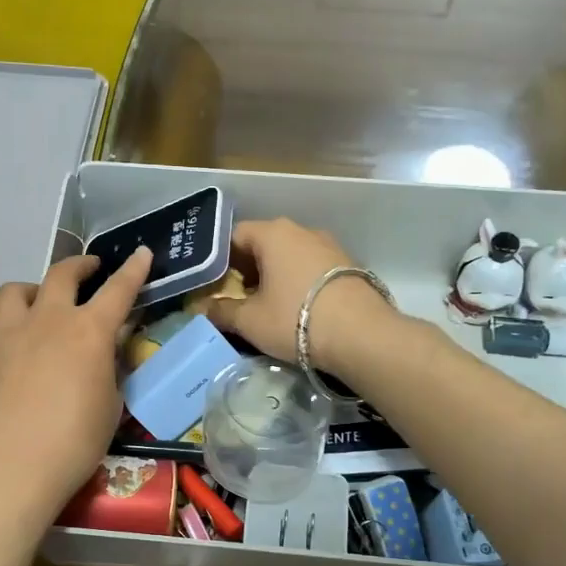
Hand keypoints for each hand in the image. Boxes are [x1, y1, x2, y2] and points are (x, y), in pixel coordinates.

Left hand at [0, 246, 152, 530]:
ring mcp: (11, 336)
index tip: (141, 253)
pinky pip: (3, 326)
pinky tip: (27, 355)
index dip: (133, 270)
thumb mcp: (110, 407)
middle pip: (62, 274)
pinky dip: (19, 327)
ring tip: (45, 304)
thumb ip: (109, 371)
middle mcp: (48, 322)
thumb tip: (105, 354)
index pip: (118, 290)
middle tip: (92, 270)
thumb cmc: (73, 444)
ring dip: (37, 288)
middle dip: (81, 266)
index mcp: (88, 332)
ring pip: (18, 290)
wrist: (8, 470)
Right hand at [207, 219, 398, 378]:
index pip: (235, 235)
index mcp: (274, 233)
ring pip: (291, 255)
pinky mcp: (350, 266)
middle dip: (248, 268)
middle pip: (264, 243)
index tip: (214, 283)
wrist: (362, 335)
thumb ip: (222, 312)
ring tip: (268, 305)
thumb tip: (203, 309)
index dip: (220, 258)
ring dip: (275, 275)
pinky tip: (298, 308)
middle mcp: (302, 230)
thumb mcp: (250, 321)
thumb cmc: (295, 319)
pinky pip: (313, 267)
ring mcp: (330, 246)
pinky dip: (299, 281)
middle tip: (237, 296)